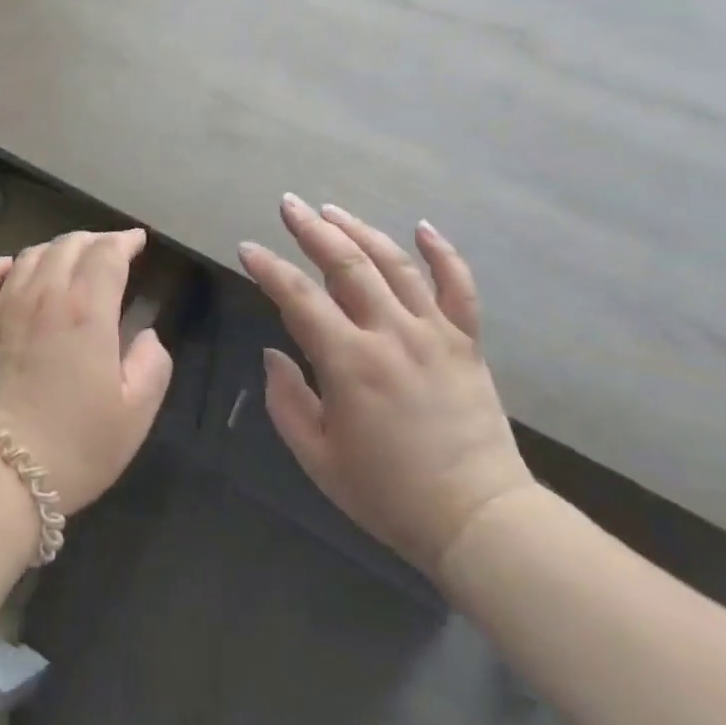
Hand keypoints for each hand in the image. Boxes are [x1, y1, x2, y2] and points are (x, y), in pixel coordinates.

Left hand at [0, 229, 173, 513]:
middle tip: (110, 251)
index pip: (107, 254)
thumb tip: (146, 335)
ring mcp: (4, 306)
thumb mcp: (135, 412)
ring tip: (70, 260)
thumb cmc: (76, 444)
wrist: (1, 472)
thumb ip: (152, 365)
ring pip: (30, 254)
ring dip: (55, 249)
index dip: (125, 241)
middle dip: (94, 240)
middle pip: (69, 245)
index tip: (138, 241)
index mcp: (88, 310)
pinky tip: (10, 270)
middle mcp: (45, 295)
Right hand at [239, 196, 535, 578]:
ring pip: (394, 264)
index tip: (247, 249)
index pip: (298, 297)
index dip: (268, 268)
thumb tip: (273, 353)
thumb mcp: (318, 457)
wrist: (478, 520)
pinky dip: (441, 253)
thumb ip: (286, 401)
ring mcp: (434, 332)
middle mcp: (391, 333)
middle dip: (312, 229)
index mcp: (350, 362)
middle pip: (347, 263)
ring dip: (360, 230)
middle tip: (289, 204)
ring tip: (332, 210)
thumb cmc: (389, 494)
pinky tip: (422, 227)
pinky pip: (458, 286)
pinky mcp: (466, 342)